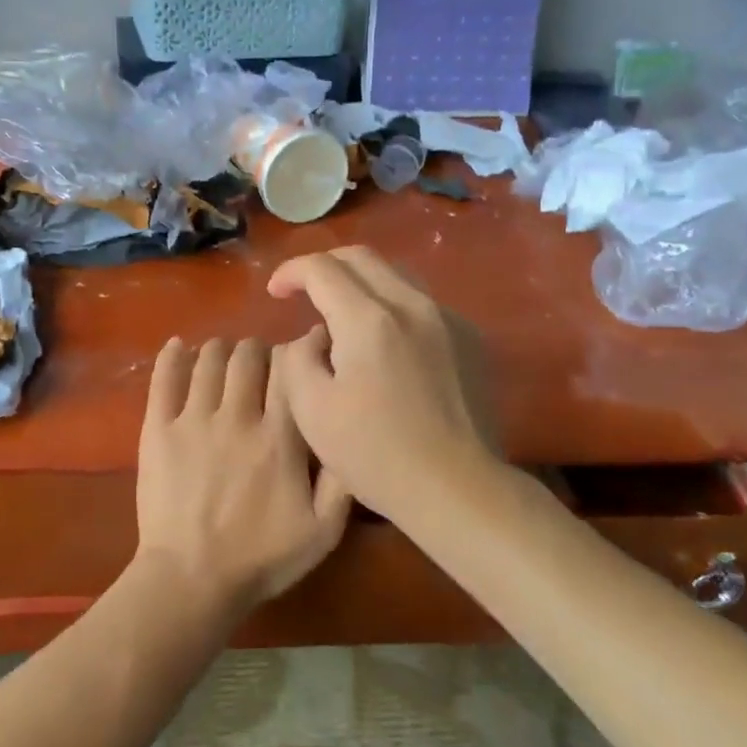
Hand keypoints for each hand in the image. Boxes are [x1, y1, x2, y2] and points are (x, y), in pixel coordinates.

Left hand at [134, 336, 351, 618]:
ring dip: (220, 349)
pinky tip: (178, 346)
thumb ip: (342, 480)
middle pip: (248, 356)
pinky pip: (164, 378)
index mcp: (279, 438)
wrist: (190, 581)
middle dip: (258, 349)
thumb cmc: (260, 559)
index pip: (289, 370)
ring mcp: (193, 419)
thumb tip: (347, 431)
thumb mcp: (322, 532)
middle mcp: (238, 416)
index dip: (295, 352)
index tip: (299, 352)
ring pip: (209, 359)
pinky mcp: (158, 428)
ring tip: (225, 357)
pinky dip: (172, 355)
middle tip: (260, 361)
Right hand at [268, 246, 499, 519]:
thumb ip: (298, 358)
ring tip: (344, 314)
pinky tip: (387, 344)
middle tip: (304, 291)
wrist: (460, 489)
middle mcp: (412, 304)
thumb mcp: (312, 411)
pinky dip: (393, 307)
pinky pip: (422, 303)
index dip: (291, 272)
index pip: (322, 268)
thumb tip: (313, 336)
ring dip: (361, 282)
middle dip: (325, 266)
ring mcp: (448, 318)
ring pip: (396, 275)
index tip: (275, 292)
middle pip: (362, 257)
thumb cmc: (377, 454)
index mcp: (369, 319)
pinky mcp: (471, 338)